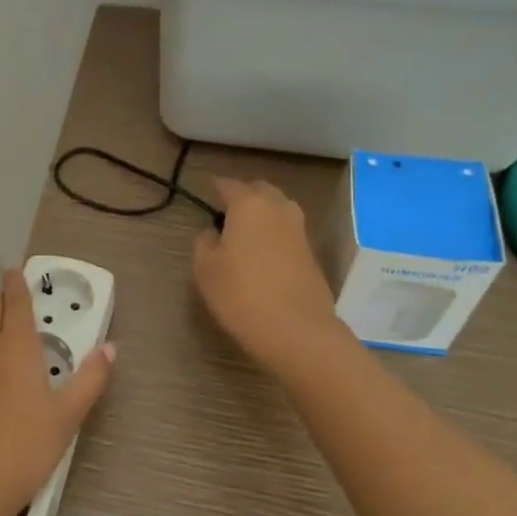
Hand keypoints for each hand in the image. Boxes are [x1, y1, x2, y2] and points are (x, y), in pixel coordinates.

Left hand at [0, 268, 114, 515]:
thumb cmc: (23, 448)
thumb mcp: (67, 417)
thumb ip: (90, 379)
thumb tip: (111, 347)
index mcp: (13, 346)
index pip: (14, 301)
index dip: (15, 281)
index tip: (14, 266)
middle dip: (3, 299)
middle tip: (17, 300)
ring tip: (4, 332)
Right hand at [193, 177, 343, 370]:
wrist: (297, 330)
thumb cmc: (241, 294)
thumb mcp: (205, 268)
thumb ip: (204, 242)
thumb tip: (214, 232)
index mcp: (249, 204)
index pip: (229, 185)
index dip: (216, 187)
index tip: (206, 191)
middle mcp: (278, 208)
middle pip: (260, 190)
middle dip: (243, 195)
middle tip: (226, 211)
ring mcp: (299, 230)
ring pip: (278, 208)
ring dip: (262, 213)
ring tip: (244, 232)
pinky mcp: (312, 252)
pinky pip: (287, 231)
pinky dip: (274, 233)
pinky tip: (262, 252)